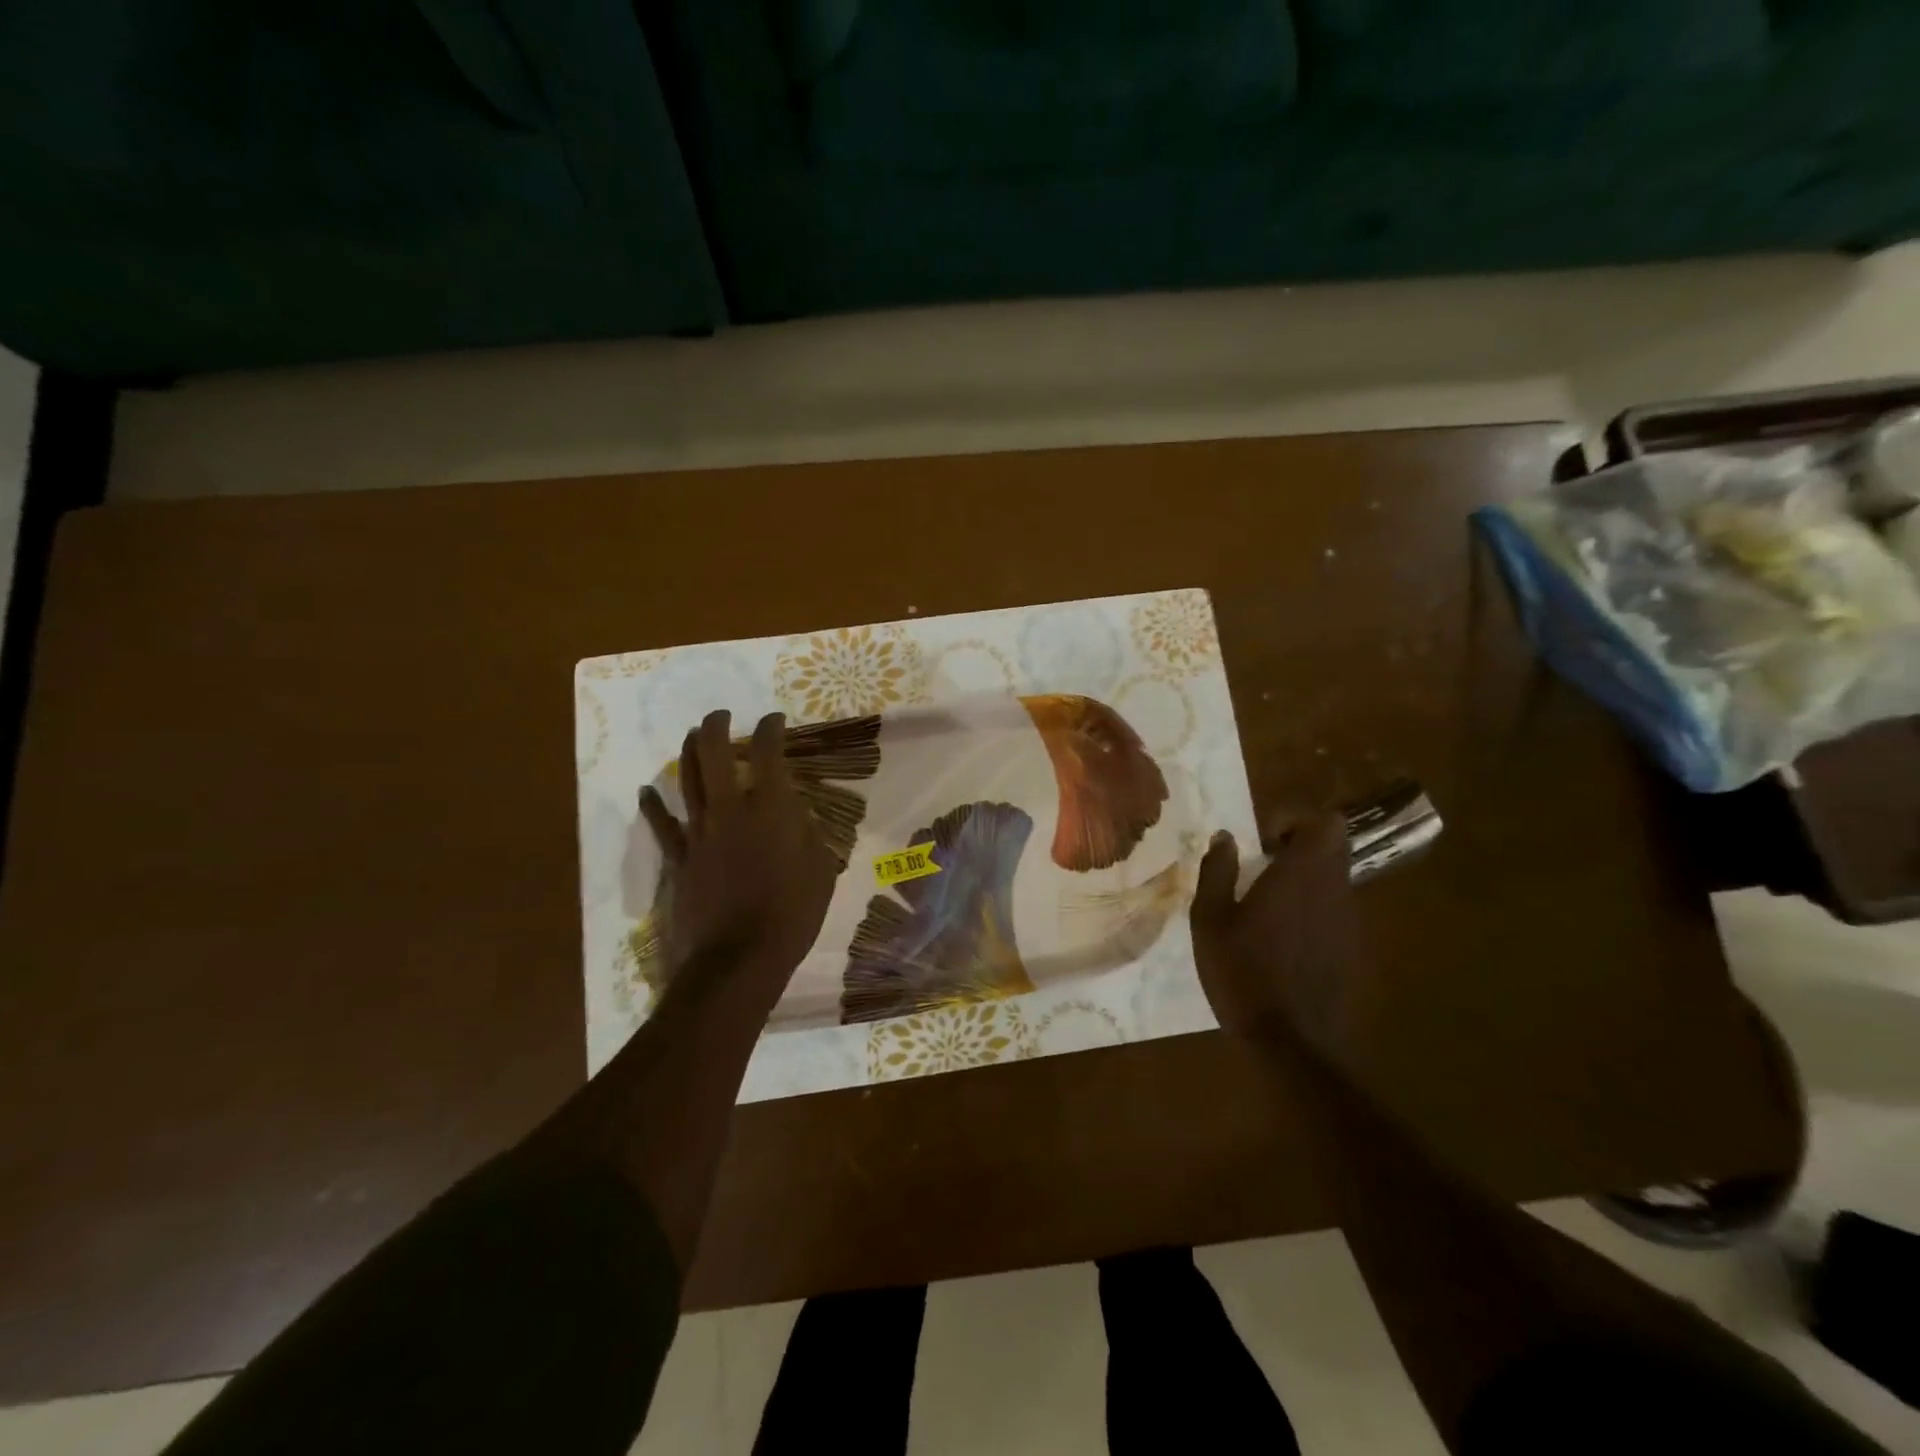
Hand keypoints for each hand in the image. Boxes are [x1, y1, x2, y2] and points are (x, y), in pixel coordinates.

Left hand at [637, 710, 838, 983]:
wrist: (738, 959)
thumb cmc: (790, 915)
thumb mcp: (820, 871)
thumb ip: (809, 835)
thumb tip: (798, 817)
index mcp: (771, 808)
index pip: (768, 752)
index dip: (771, 728)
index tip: (774, 719)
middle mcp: (730, 809)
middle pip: (714, 753)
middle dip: (716, 725)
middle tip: (721, 714)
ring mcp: (699, 832)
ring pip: (687, 779)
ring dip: (688, 751)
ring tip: (692, 735)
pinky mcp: (678, 858)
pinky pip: (661, 825)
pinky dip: (653, 805)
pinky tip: (647, 791)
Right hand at [1190, 811, 1365, 1064]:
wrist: (1292, 1044)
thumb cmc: (1243, 973)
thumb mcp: (1210, 919)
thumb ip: (1217, 871)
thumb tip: (1224, 837)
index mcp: (1301, 875)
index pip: (1324, 823)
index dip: (1294, 819)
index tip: (1262, 838)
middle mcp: (1334, 890)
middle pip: (1334, 847)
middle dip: (1299, 845)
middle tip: (1262, 865)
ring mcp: (1349, 922)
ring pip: (1335, 878)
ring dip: (1305, 878)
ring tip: (1267, 904)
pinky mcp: (1352, 950)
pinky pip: (1336, 911)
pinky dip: (1313, 909)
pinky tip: (1283, 940)